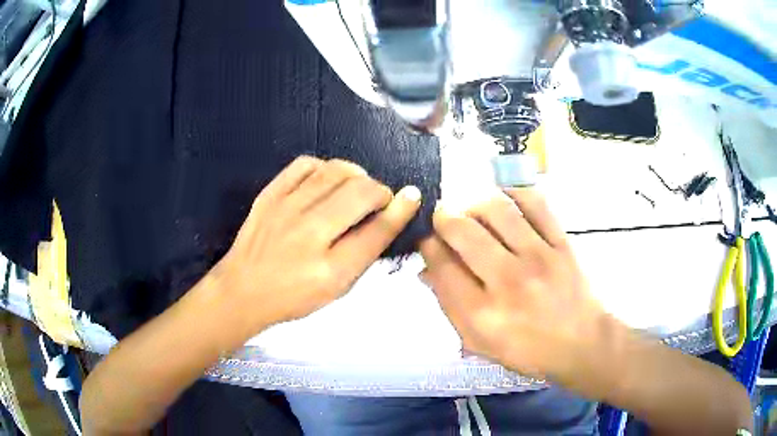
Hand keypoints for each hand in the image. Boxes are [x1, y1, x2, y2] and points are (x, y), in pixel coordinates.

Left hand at [216, 156, 420, 330]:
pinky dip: (325, 167)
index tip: (412, 196)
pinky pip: (305, 164)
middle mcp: (309, 234)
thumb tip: (388, 218)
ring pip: (335, 171)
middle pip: (360, 192)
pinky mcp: (269, 194)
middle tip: (378, 200)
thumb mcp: (336, 288)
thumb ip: (364, 254)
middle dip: (379, 191)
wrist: (243, 290)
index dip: (401, 209)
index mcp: (330, 269)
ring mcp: (286, 209)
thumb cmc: (294, 297)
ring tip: (356, 187)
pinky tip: (326, 180)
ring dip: (356, 175)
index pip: (377, 230)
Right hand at [420, 188, 610, 384]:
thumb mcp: (480, 343)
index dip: (427, 245)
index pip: (441, 265)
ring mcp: (538, 258)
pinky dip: (515, 193)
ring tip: (473, 210)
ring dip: (475, 203)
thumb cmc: (528, 351)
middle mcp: (507, 281)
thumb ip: (450, 307)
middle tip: (443, 217)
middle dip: (443, 217)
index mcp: (482, 313)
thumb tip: (427, 270)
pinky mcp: (561, 244)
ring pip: (496, 210)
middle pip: (463, 231)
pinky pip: (536, 204)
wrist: (581, 344)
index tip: (427, 239)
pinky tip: (505, 197)